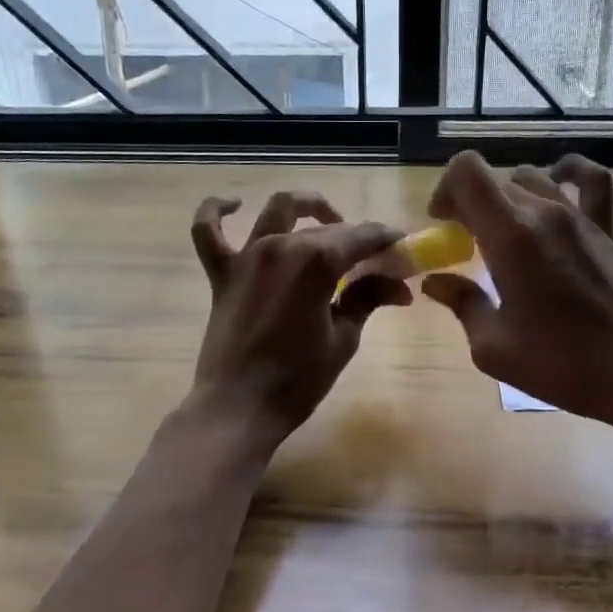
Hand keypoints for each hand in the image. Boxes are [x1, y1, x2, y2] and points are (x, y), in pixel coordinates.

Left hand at [187, 190, 408, 445]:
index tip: (404, 250)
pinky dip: (217, 211)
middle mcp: (281, 246)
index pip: (362, 237)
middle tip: (377, 263)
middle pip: (328, 229)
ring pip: (278, 211)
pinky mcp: (222, 274)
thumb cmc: (297, 380)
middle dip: (358, 239)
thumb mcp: (343, 339)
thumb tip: (399, 286)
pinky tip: (235, 204)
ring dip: (307, 207)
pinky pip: (208, 231)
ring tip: (328, 220)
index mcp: (316, 261)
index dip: (387, 241)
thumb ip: (367, 300)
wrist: (239, 408)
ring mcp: (247, 256)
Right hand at [421, 152, 612, 442]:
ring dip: (506, 195)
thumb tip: (436, 282)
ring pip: (531, 176)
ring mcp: (580, 217)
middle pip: (494, 179)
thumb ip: (462, 304)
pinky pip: (590, 180)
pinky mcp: (606, 229)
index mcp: (510, 237)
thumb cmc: (561, 365)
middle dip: (469, 202)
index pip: (467, 173)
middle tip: (464, 242)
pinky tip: (556, 187)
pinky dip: (568, 173)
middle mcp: (544, 213)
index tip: (441, 225)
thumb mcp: (493, 347)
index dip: (445, 189)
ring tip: (501, 229)